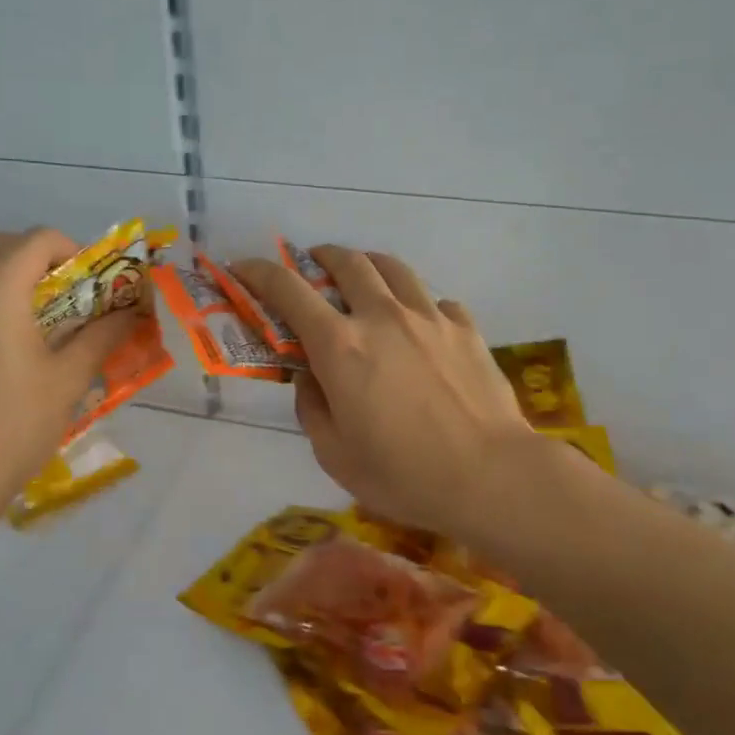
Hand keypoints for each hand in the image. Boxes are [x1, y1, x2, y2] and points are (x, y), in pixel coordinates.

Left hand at [0, 228, 137, 514]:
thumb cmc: (15, 423)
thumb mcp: (69, 377)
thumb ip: (103, 335)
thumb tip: (133, 312)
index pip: (41, 239)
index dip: (77, 253)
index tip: (96, 286)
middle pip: (7, 244)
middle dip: (45, 260)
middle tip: (74, 298)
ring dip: (16, 276)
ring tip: (45, 318)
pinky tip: (10, 339)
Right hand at [232, 246, 544, 539]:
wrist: (491, 477)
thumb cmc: (403, 475)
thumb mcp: (334, 454)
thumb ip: (311, 407)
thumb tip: (310, 377)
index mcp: (340, 346)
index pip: (288, 291)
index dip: (259, 273)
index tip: (243, 267)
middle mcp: (382, 317)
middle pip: (347, 263)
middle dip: (320, 257)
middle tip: (311, 267)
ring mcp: (429, 317)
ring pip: (392, 267)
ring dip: (367, 264)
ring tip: (362, 278)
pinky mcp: (465, 328)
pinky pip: (434, 300)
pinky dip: (416, 303)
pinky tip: (419, 324)